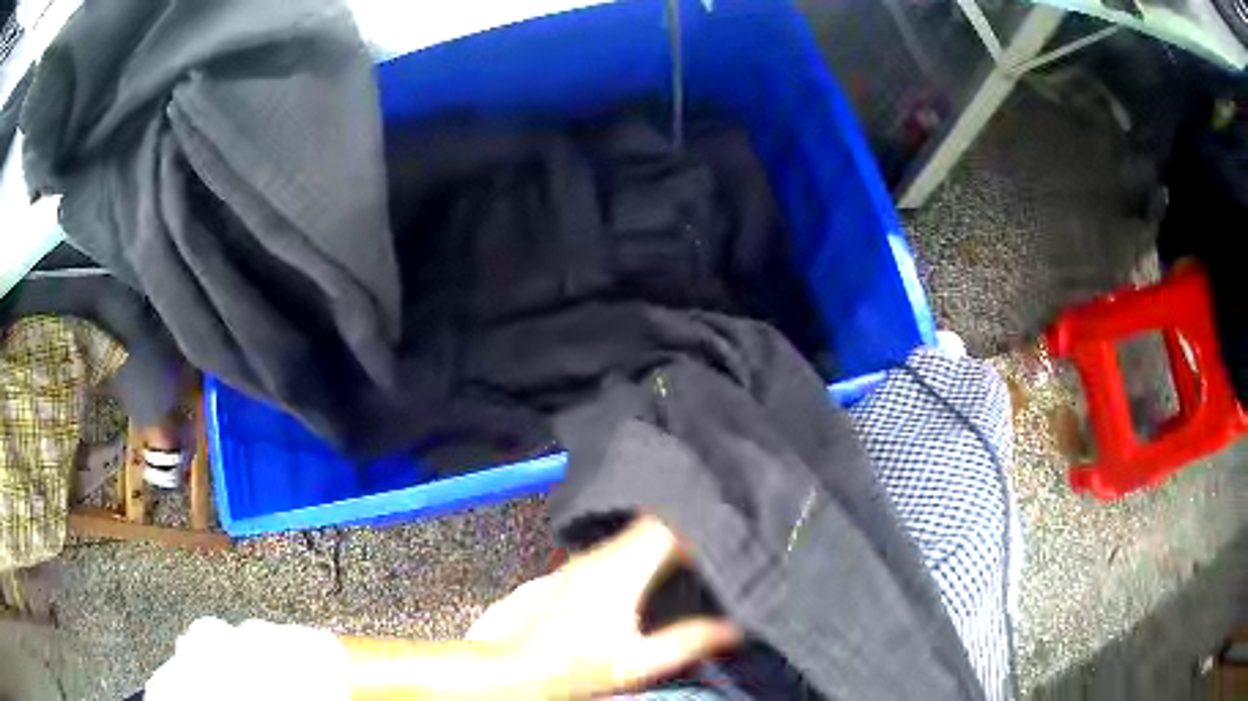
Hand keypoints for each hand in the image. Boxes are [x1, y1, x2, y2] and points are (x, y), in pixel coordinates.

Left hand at [466, 515, 740, 697]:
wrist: (515, 666)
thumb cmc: (575, 667)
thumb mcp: (639, 662)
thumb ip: (689, 641)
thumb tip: (733, 629)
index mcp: (619, 569)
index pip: (666, 524)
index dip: (698, 523)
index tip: (723, 532)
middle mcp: (596, 556)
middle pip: (648, 526)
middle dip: (681, 532)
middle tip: (711, 547)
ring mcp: (577, 562)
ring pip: (628, 538)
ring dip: (656, 546)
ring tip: (684, 562)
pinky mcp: (566, 573)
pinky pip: (610, 552)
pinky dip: (634, 557)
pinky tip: (643, 578)